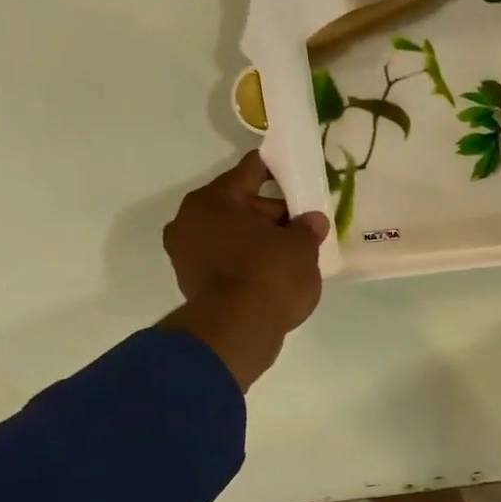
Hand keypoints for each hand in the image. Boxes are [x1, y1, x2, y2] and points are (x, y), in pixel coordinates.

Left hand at [159, 152, 328, 389]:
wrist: (238, 331)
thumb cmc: (269, 275)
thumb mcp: (301, 247)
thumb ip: (307, 228)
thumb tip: (313, 221)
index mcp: (214, 199)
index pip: (250, 172)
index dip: (277, 170)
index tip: (296, 172)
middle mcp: (191, 220)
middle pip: (239, 205)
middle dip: (272, 214)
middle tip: (303, 225)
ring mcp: (187, 254)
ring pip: (232, 235)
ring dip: (259, 240)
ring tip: (292, 252)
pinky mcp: (193, 283)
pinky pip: (227, 261)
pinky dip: (248, 262)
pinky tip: (274, 273)